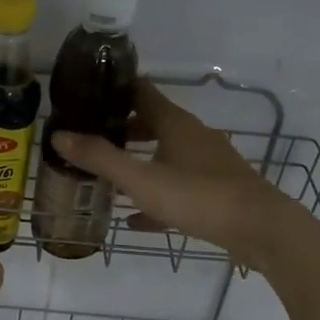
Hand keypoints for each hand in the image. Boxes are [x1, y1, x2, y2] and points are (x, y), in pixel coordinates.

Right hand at [52, 82, 305, 271]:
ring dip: (137, 162)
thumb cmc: (198, 195)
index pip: (140, 91)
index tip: (86, 95)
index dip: (113, 90)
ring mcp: (207, 162)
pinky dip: (155, 194)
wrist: (261, 229)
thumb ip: (100, 158)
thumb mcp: (141, 179)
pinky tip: (135, 218)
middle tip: (89, 140)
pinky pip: (177, 186)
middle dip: (120, 130)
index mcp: (174, 123)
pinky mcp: (216, 189)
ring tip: (106, 177)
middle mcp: (192, 135)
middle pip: (151, 123)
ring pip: (164, 155)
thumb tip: (59, 135)